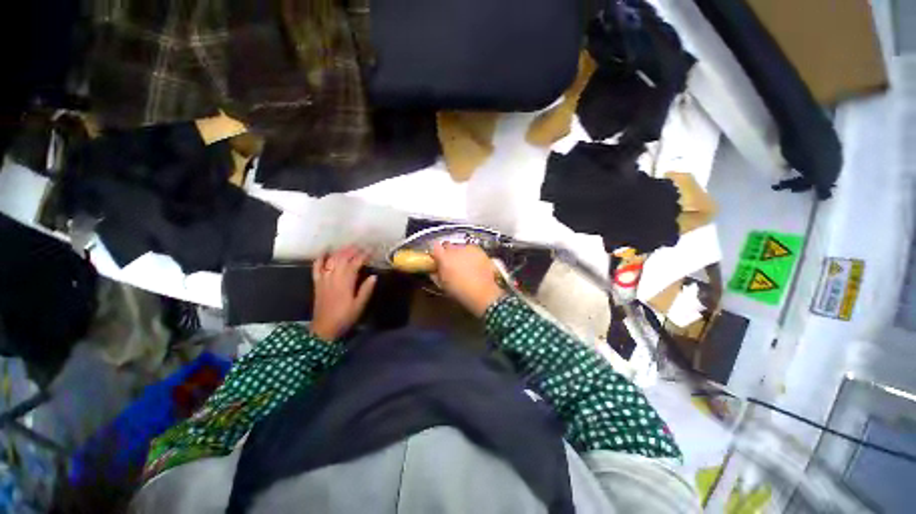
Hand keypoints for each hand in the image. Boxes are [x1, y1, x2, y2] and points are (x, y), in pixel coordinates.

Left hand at [310, 246, 376, 340]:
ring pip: (331, 260)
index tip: (371, 251)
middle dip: (352, 250)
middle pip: (342, 259)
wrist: (324, 329)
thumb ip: (366, 290)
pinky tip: (325, 252)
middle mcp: (334, 278)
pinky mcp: (317, 283)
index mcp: (346, 283)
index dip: (363, 256)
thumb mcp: (360, 306)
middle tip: (362, 246)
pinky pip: (316, 268)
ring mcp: (324, 279)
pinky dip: (320, 258)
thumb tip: (374, 276)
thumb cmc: (345, 317)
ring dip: (340, 251)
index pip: (355, 264)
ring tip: (349, 247)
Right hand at [430, 243, 505, 316]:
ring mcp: (468, 248)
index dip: (436, 253)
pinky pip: (471, 249)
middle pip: (448, 246)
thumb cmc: (459, 291)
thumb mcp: (443, 285)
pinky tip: (474, 264)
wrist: (482, 292)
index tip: (437, 259)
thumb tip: (434, 271)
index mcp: (443, 257)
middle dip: (448, 253)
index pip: (435, 247)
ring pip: (460, 247)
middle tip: (451, 264)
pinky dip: (471, 254)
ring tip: (464, 265)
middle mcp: (455, 249)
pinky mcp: (479, 250)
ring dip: (460, 253)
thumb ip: (436, 275)